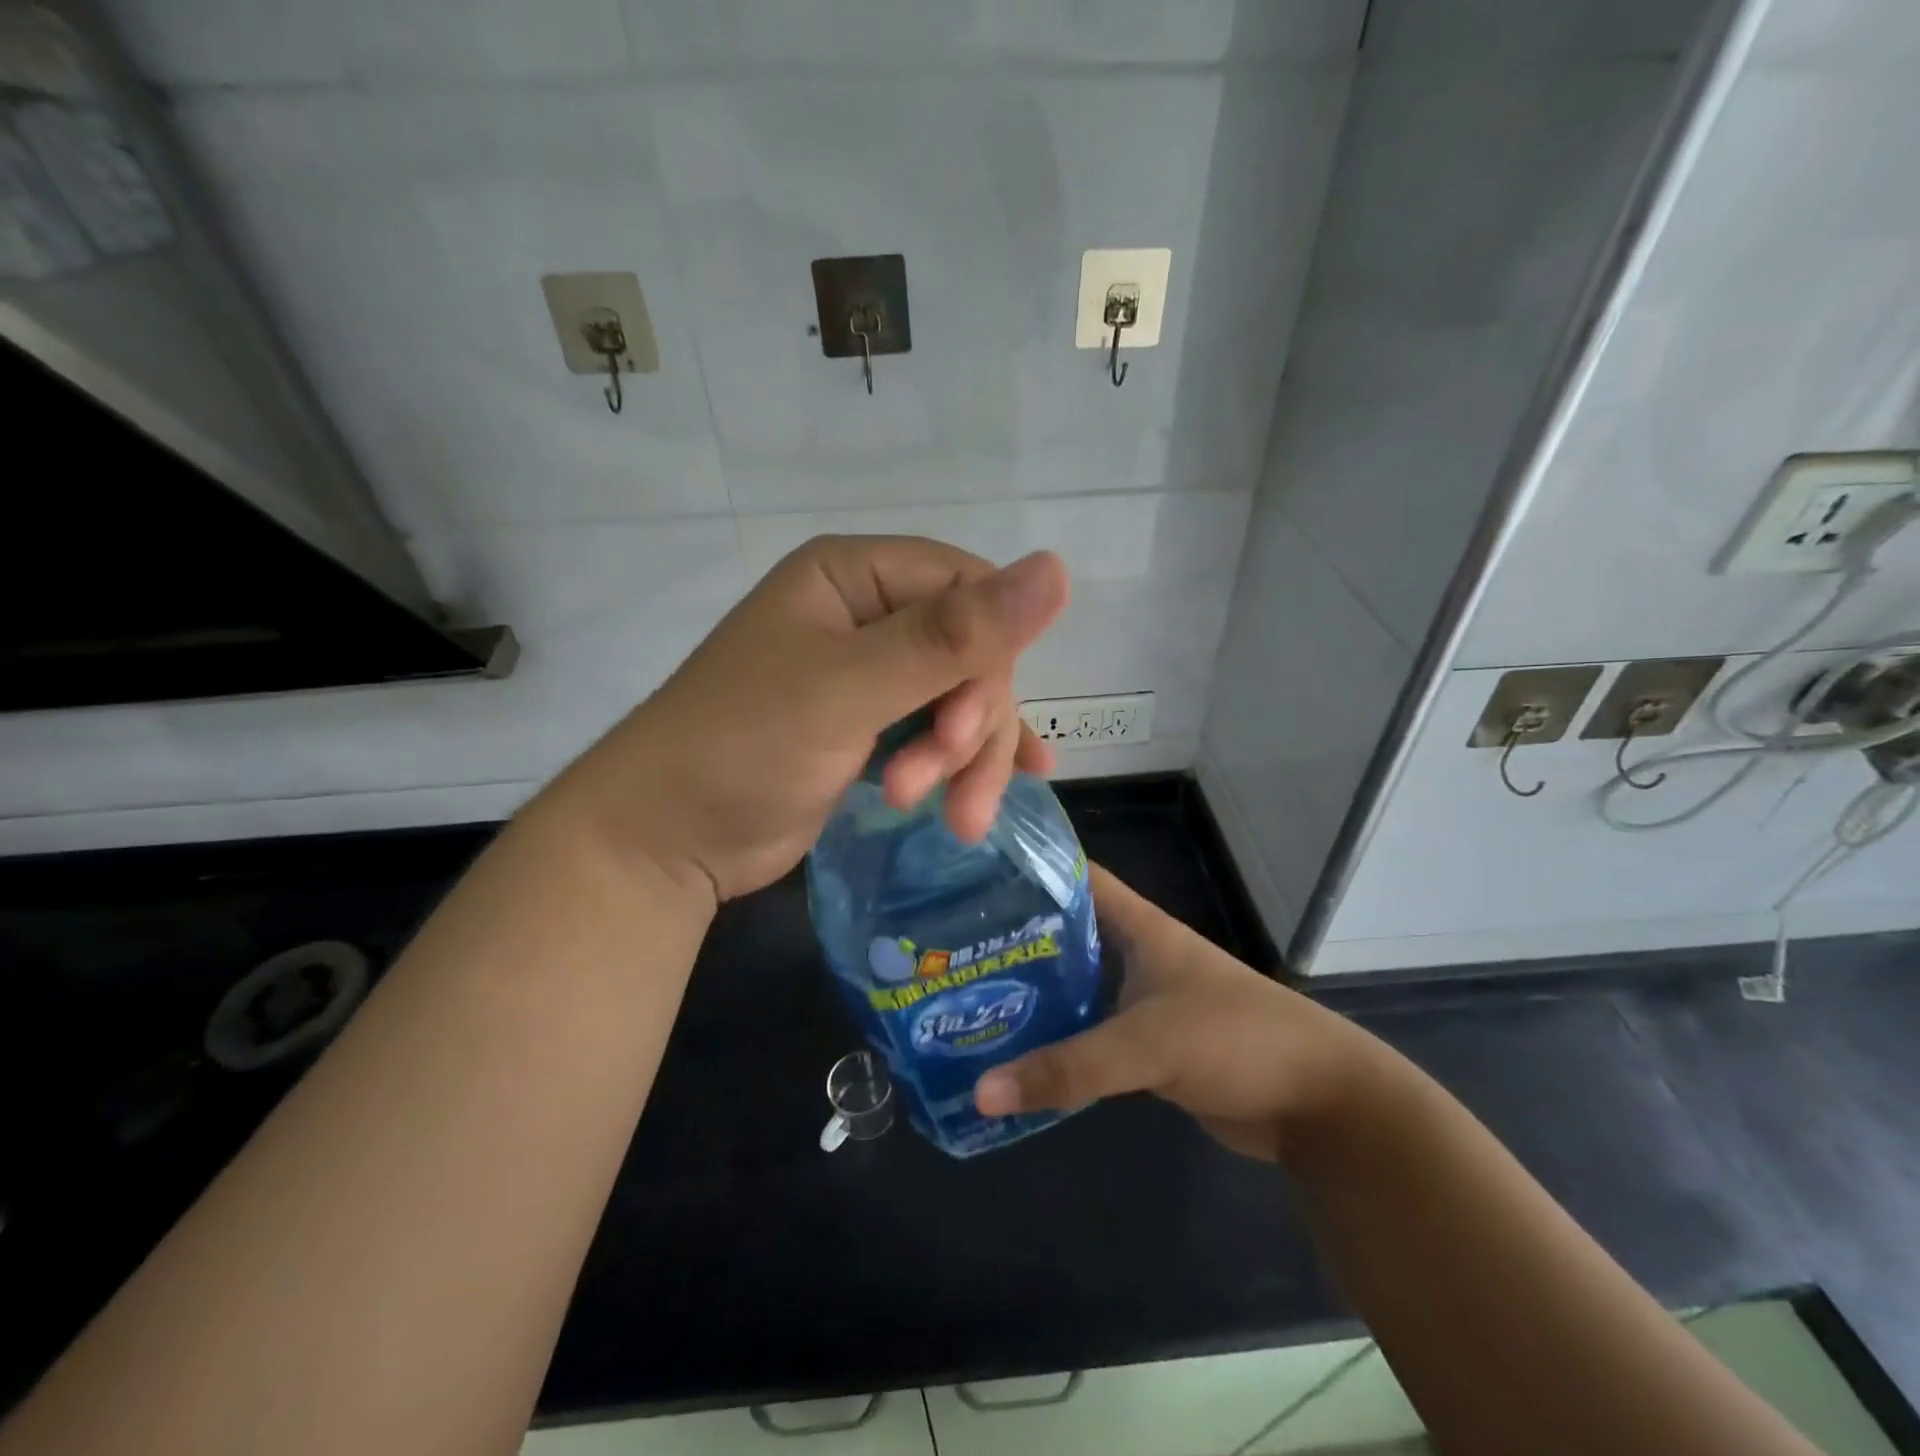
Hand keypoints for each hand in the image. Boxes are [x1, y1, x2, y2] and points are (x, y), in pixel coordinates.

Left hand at [550, 535, 1069, 901]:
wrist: (667, 838)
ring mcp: (870, 674)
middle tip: (941, 788)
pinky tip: (992, 795)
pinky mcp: (871, 728)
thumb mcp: (851, 687)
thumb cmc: (745, 745)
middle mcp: (867, 614)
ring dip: (966, 760)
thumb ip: (952, 636)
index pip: (968, 589)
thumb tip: (1058, 568)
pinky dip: (966, 765)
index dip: (990, 657)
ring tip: (952, 818)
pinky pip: (940, 732)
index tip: (970, 728)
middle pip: (971, 652)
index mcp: (855, 575)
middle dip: (971, 726)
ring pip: (962, 699)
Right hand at [973, 865, 1376, 1161]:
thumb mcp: (1147, 1045)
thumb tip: (980, 1091)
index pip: (1077, 876)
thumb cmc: (1235, 1039)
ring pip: (1074, 988)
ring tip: (967, 1001)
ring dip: (1032, 996)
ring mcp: (1143, 1000)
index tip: (972, 873)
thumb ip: (1067, 1068)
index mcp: (1140, 927)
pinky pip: (1090, 1036)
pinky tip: (1014, 1056)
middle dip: (1014, 939)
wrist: (1318, 1102)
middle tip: (951, 949)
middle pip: (1066, 934)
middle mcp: (1137, 955)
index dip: (1031, 867)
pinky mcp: (1148, 1046)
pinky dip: (1057, 1043)